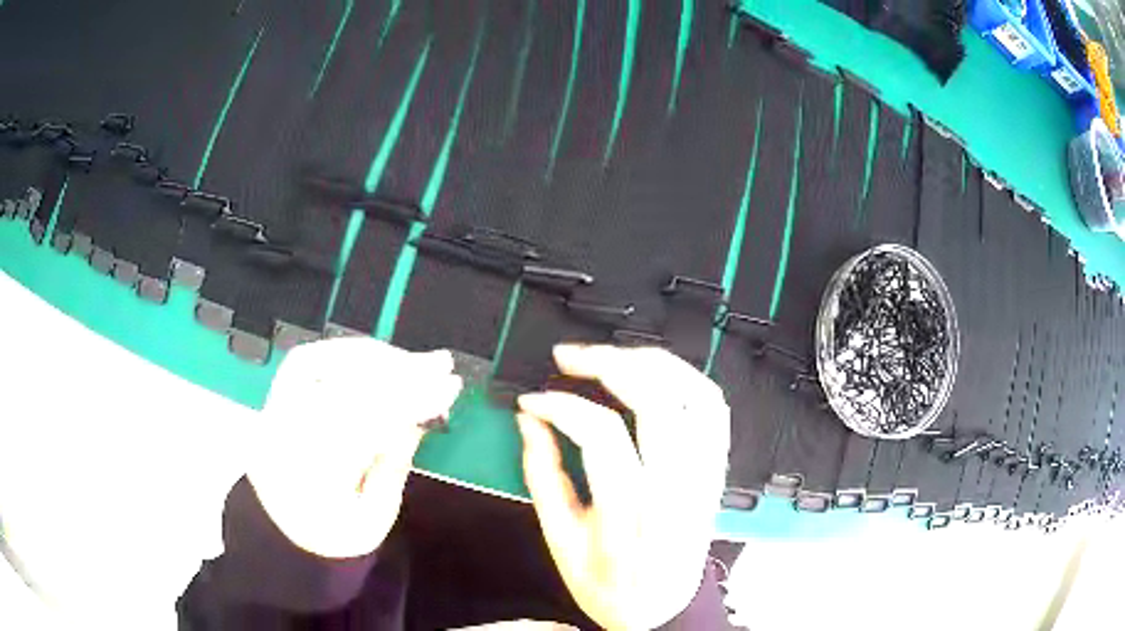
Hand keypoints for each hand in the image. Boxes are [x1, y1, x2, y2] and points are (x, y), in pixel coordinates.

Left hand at [246, 338, 461, 558]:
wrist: (284, 529)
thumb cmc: (336, 535)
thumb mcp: (375, 518)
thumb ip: (394, 465)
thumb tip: (420, 414)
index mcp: (306, 483)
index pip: (358, 427)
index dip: (406, 401)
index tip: (447, 388)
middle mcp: (278, 440)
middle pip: (335, 389)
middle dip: (395, 372)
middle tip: (440, 364)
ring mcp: (270, 413)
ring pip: (318, 365)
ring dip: (373, 358)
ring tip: (415, 362)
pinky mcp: (273, 398)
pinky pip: (308, 361)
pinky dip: (347, 355)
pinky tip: (379, 359)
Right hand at [517, 345, 729, 629]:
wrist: (660, 607)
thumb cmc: (607, 583)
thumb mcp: (560, 541)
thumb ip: (542, 477)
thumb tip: (530, 421)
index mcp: (630, 515)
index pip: (601, 434)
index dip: (560, 405)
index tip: (532, 400)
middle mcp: (675, 491)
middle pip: (655, 401)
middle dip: (607, 363)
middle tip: (569, 357)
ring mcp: (703, 477)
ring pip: (693, 395)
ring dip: (651, 362)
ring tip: (612, 355)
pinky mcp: (716, 471)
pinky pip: (715, 409)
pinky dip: (687, 378)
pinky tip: (657, 373)